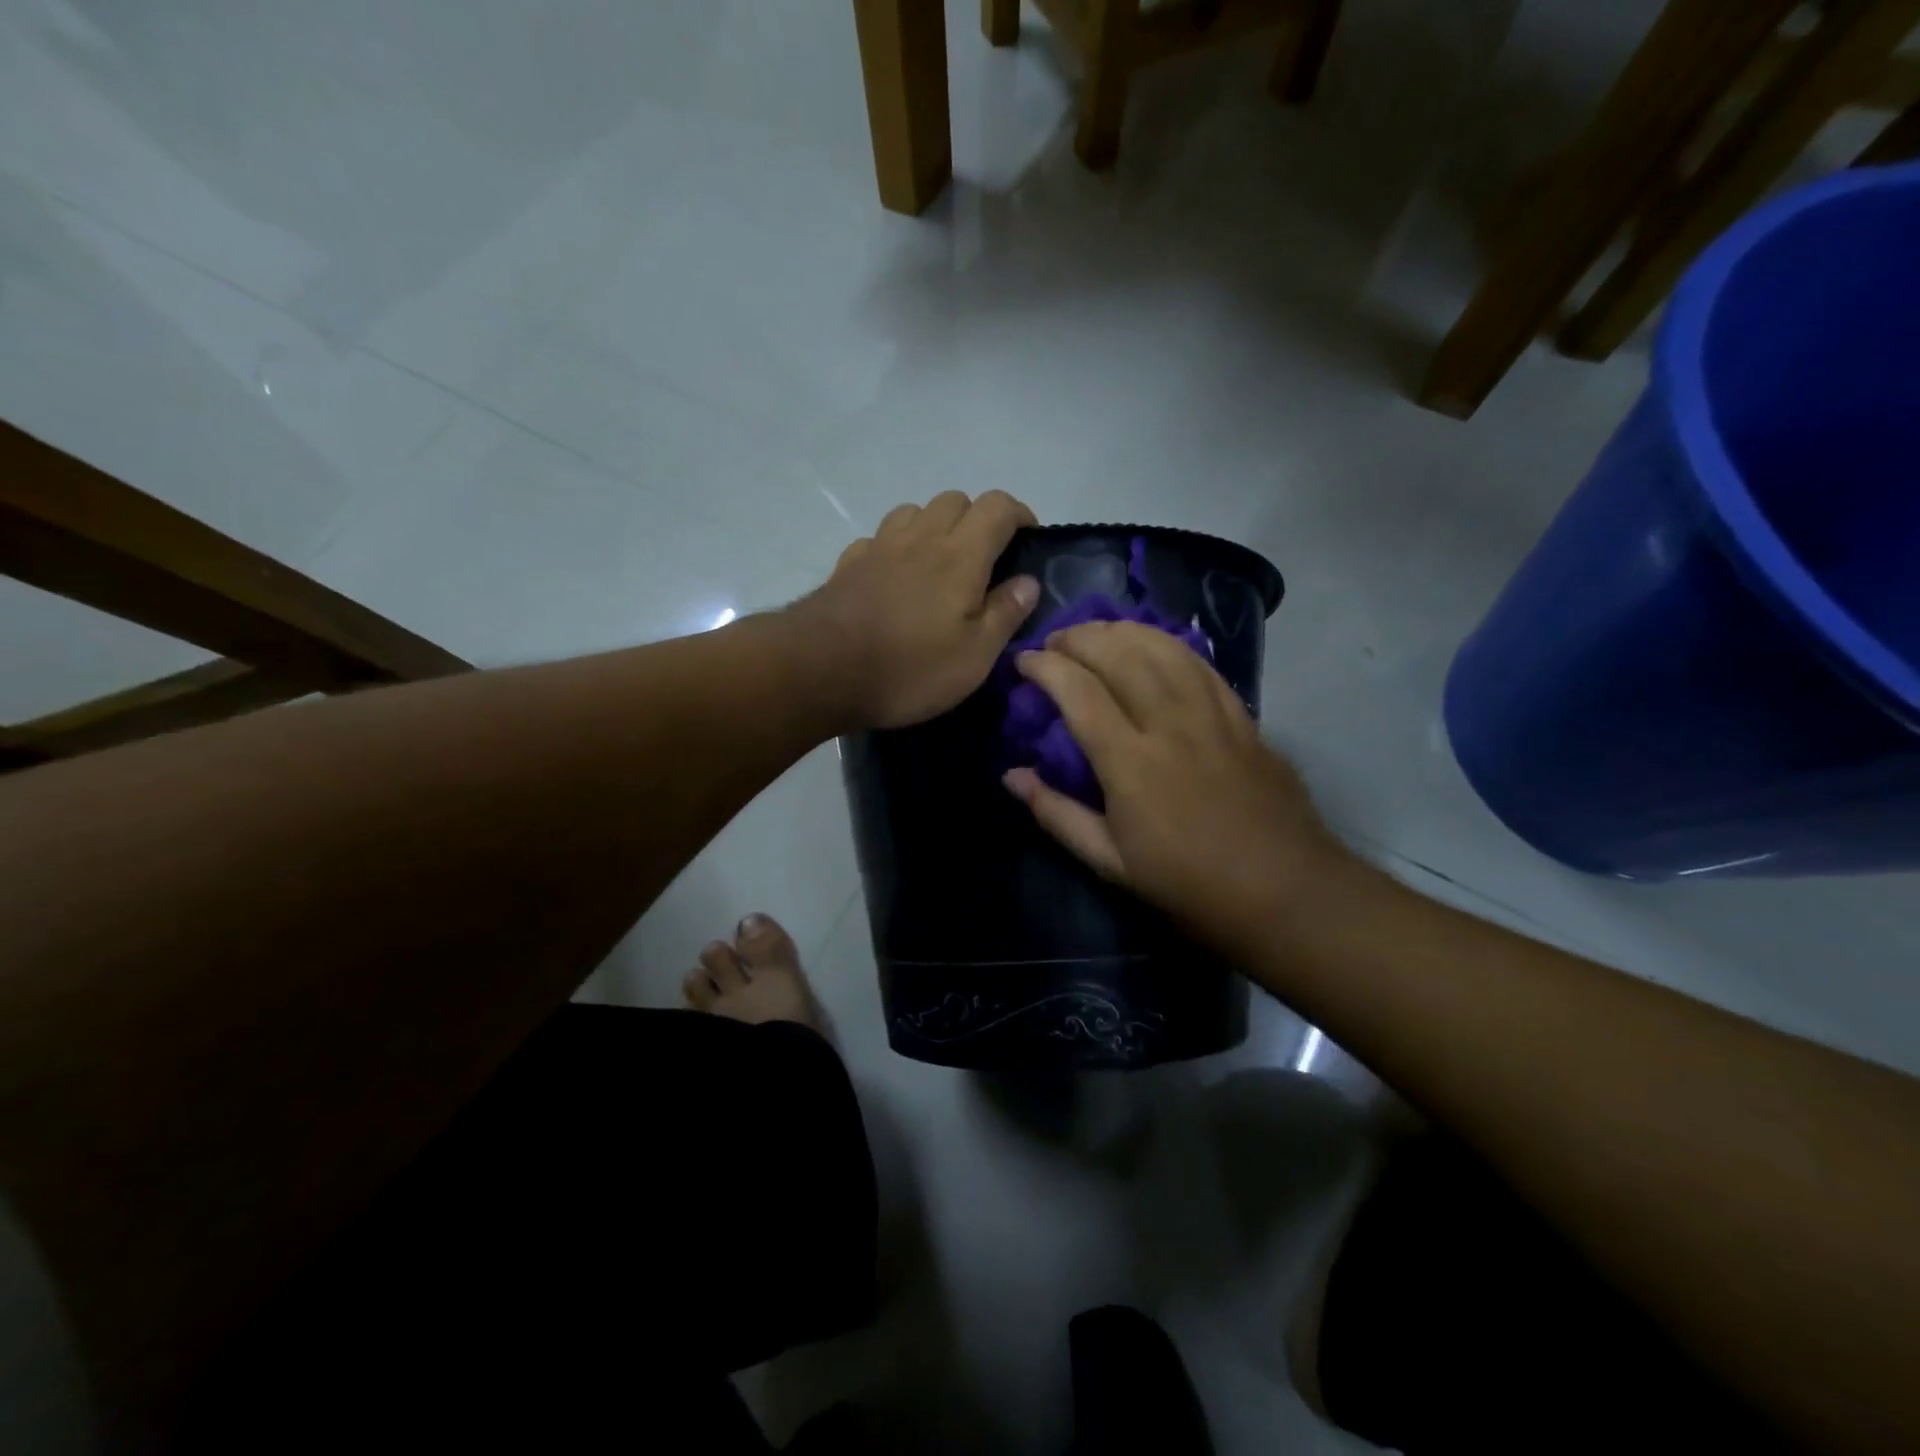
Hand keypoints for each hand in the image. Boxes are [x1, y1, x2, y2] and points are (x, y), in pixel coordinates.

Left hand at [795, 491, 1039, 730]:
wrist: (821, 671)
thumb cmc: (909, 669)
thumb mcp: (974, 657)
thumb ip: (1004, 614)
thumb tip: (1028, 581)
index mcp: (960, 557)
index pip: (997, 507)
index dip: (1018, 514)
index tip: (1027, 538)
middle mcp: (920, 539)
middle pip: (955, 499)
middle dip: (976, 518)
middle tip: (984, 559)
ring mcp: (879, 548)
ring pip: (914, 511)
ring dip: (933, 525)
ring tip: (938, 564)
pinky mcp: (848, 564)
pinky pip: (878, 538)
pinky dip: (895, 547)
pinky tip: (894, 576)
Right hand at [1003, 620, 1348, 950]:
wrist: (1283, 889)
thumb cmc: (1188, 882)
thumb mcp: (1110, 862)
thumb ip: (1056, 814)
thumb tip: (1011, 776)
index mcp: (1131, 762)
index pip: (1078, 692)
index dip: (1045, 667)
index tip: (1023, 661)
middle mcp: (1170, 723)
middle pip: (1119, 655)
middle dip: (1079, 637)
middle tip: (1054, 641)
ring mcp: (1211, 714)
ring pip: (1162, 648)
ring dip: (1122, 631)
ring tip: (1096, 633)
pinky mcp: (1241, 716)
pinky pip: (1200, 663)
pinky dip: (1167, 644)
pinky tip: (1152, 644)